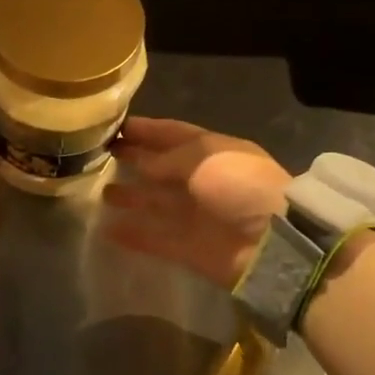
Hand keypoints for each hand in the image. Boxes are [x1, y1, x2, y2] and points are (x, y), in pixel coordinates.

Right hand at [102, 117, 291, 289]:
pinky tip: (107, 230)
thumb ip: (167, 159)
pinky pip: (154, 239)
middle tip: (102, 154)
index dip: (146, 130)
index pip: (173, 135)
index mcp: (212, 153)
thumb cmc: (241, 187)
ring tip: (103, 192)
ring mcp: (195, 216)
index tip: (116, 126)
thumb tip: (142, 163)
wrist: (272, 244)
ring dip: (131, 196)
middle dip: (135, 159)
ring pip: (155, 202)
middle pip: (161, 167)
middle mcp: (202, 181)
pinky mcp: (188, 248)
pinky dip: (133, 235)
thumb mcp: (204, 158)